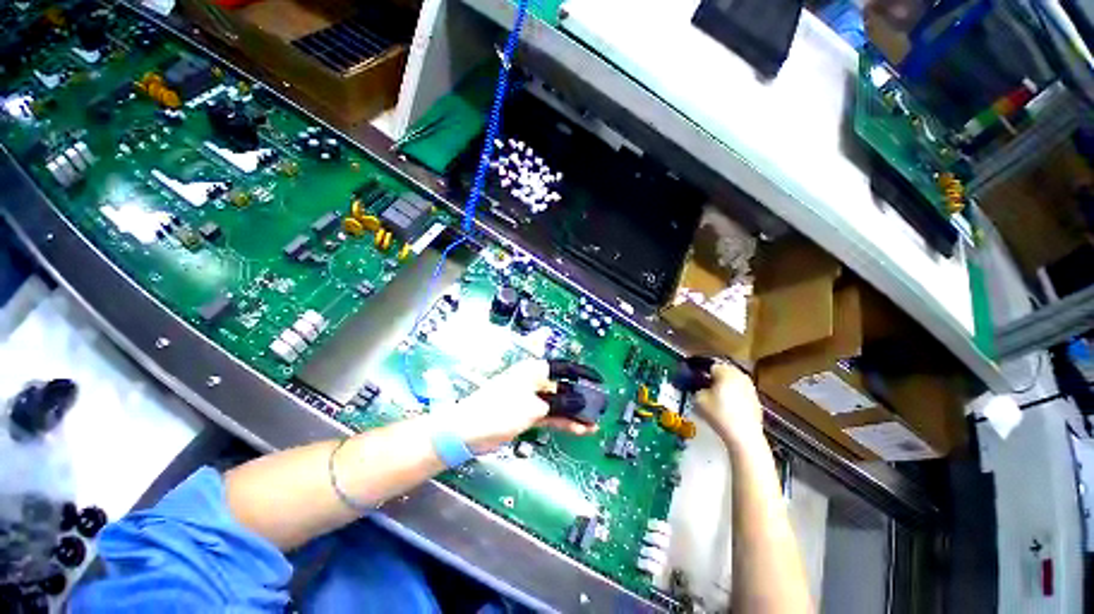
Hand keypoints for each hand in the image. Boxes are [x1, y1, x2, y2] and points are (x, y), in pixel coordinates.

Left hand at [438, 359, 596, 453]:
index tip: (599, 380)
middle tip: (599, 409)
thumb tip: (582, 402)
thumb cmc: (501, 411)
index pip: (565, 368)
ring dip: (574, 413)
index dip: (583, 374)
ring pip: (559, 403)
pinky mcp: (528, 414)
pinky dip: (563, 422)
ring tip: (593, 424)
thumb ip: (560, 404)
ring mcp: (531, 398)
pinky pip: (551, 415)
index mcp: (535, 370)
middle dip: (581, 398)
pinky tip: (578, 429)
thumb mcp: (534, 407)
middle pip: (563, 387)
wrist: (469, 431)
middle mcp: (534, 381)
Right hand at [694, 363, 764, 449]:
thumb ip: (698, 389)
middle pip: (724, 372)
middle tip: (706, 390)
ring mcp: (751, 387)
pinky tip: (729, 409)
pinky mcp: (757, 400)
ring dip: (726, 387)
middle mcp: (740, 375)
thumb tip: (701, 389)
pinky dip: (735, 397)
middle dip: (715, 379)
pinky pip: (741, 393)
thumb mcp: (698, 399)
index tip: (697, 382)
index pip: (711, 366)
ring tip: (717, 399)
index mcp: (726, 371)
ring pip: (734, 382)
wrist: (744, 435)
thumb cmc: (719, 413)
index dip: (702, 374)